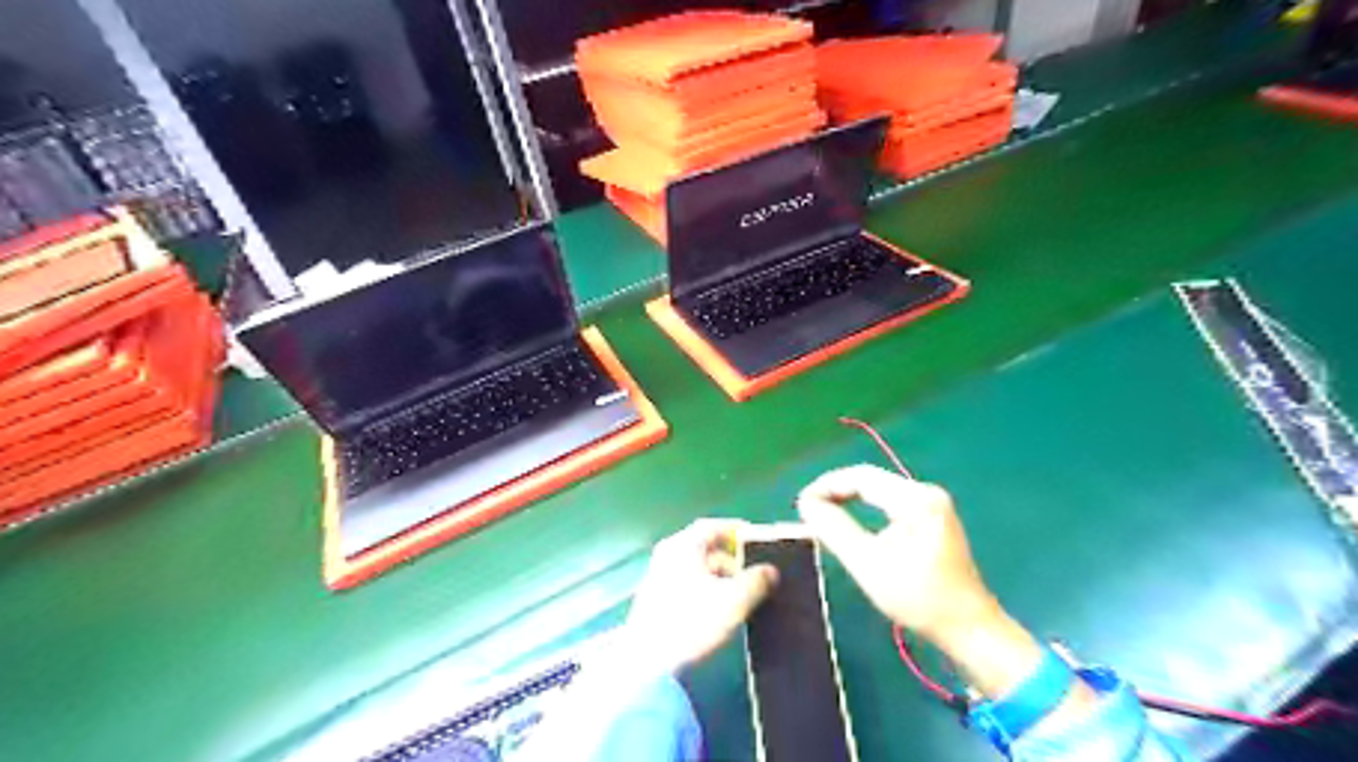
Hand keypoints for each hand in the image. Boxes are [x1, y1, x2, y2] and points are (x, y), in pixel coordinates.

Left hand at [622, 520, 779, 675]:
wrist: (648, 663)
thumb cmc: (693, 622)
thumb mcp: (734, 600)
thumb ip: (756, 581)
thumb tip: (770, 571)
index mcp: (683, 546)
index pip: (712, 527)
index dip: (735, 530)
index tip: (754, 539)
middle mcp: (667, 555)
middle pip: (703, 547)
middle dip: (729, 559)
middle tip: (751, 572)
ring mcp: (657, 577)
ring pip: (694, 568)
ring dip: (718, 577)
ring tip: (739, 595)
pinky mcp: (653, 600)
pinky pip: (685, 584)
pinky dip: (703, 589)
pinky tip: (717, 610)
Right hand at [799, 465, 993, 641]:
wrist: (969, 629)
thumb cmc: (918, 597)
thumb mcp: (868, 563)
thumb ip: (834, 528)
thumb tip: (806, 503)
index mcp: (915, 499)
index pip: (861, 477)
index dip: (827, 485)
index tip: (801, 504)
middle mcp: (926, 493)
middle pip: (871, 481)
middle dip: (836, 492)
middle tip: (808, 510)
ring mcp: (933, 505)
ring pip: (879, 492)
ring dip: (850, 500)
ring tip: (823, 516)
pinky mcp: (933, 519)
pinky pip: (890, 504)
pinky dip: (866, 510)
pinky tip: (851, 523)